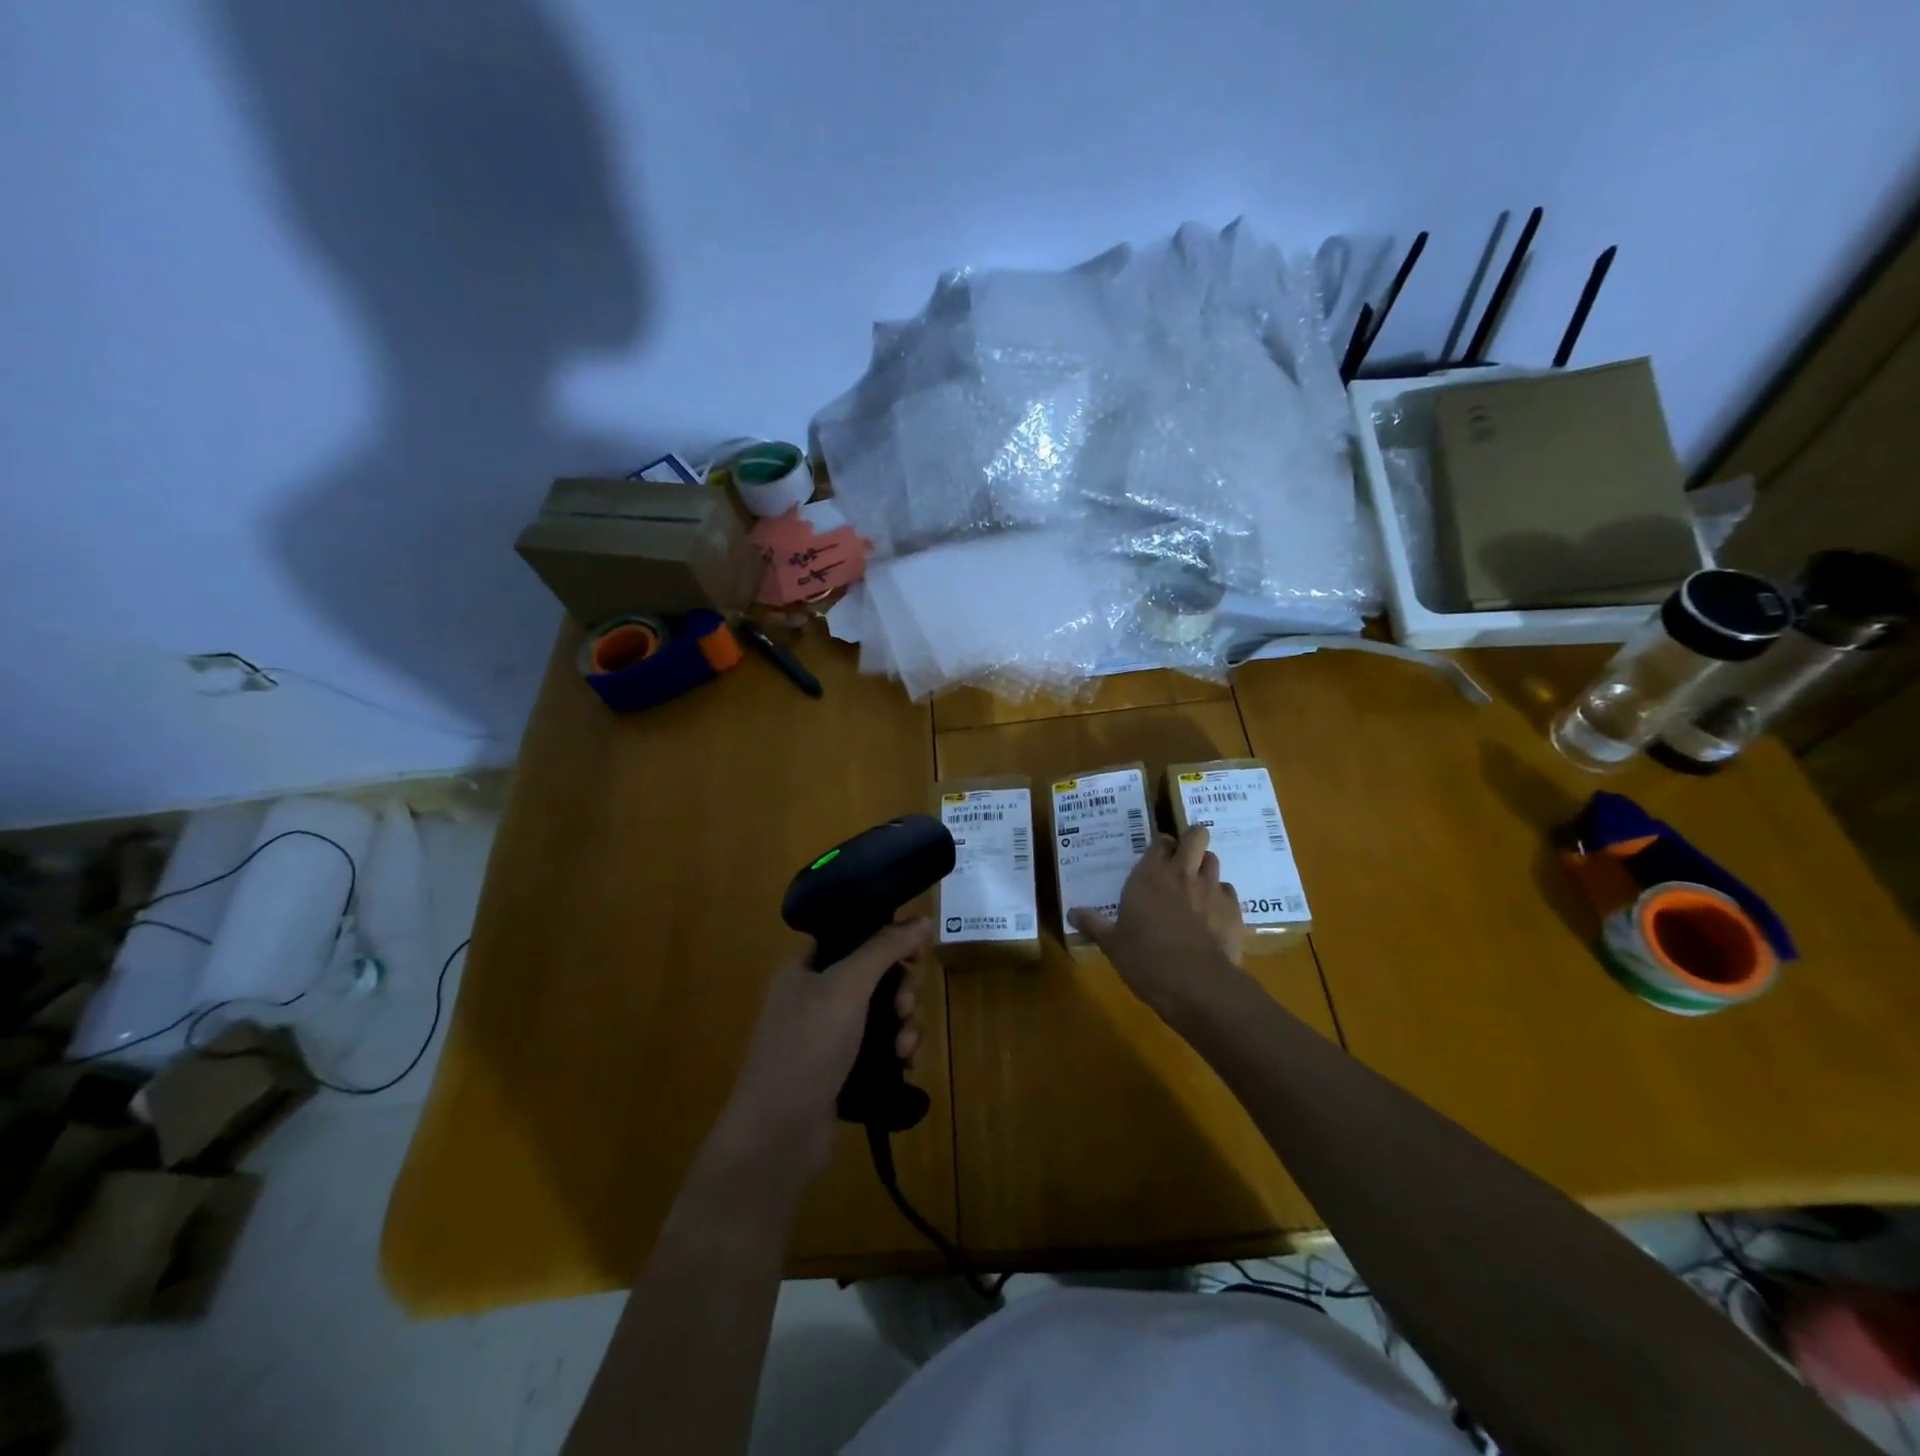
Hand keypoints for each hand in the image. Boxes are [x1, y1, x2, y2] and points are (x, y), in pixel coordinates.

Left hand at [712, 918, 932, 1186]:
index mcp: (806, 968)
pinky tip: (905, 1065)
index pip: (853, 936)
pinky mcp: (842, 1071)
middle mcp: (815, 997)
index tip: (916, 951)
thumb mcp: (847, 986)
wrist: (778, 1135)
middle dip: (900, 989)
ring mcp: (828, 1037)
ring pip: (882, 1014)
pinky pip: (881, 1048)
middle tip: (905, 1006)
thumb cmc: (807, 1046)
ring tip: (905, 1047)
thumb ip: (885, 947)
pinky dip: (897, 1052)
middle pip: (874, 976)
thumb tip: (922, 917)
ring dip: (904, 1024)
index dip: (886, 938)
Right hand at [1069, 827, 1243, 1017]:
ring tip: (1197, 884)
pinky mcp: (1234, 910)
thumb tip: (1071, 914)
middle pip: (1196, 836)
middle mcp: (1182, 874)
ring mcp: (1211, 889)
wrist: (1196, 983)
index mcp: (1149, 875)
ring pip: (1214, 861)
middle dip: (1192, 839)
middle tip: (1183, 855)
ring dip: (1205, 867)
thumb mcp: (1112, 944)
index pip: (1159, 842)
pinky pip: (1229, 892)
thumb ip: (1094, 924)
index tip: (1156, 854)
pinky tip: (1213, 915)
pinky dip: (1221, 898)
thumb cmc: (1145, 959)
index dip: (1160, 844)